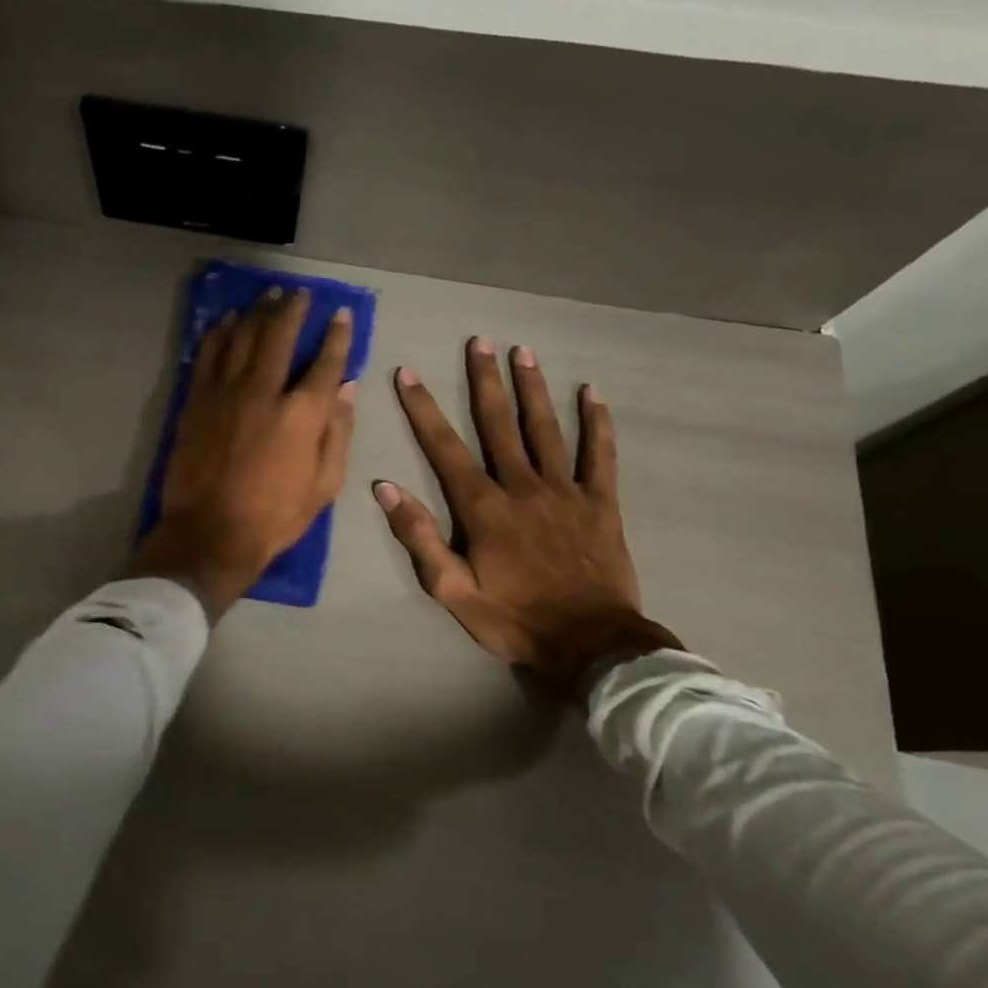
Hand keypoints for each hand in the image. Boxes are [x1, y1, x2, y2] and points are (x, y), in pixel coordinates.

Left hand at [127, 289, 356, 620]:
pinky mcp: (196, 400)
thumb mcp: (325, 484)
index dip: (338, 335)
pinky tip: (228, 320)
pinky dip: (219, 332)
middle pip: (279, 335)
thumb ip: (338, 432)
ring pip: (242, 336)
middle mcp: (264, 390)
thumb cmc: (275, 516)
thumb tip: (348, 389)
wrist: (210, 533)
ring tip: (268, 295)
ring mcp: (225, 391)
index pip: (326, 361)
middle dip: (292, 308)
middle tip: (299, 293)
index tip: (342, 314)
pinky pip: (208, 353)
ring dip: (257, 311)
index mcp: (302, 413)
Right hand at [373, 337, 679, 694]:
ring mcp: (565, 491)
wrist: (591, 646)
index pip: (445, 447)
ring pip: (546, 429)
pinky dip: (597, 423)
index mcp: (483, 507)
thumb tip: (385, 489)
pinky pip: (600, 455)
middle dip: (485, 380)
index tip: (409, 374)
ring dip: (533, 388)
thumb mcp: (452, 590)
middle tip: (479, 341)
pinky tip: (592, 393)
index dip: (423, 409)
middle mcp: (522, 486)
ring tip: (523, 351)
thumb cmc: (515, 619)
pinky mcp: (601, 503)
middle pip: (499, 424)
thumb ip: (419, 537)